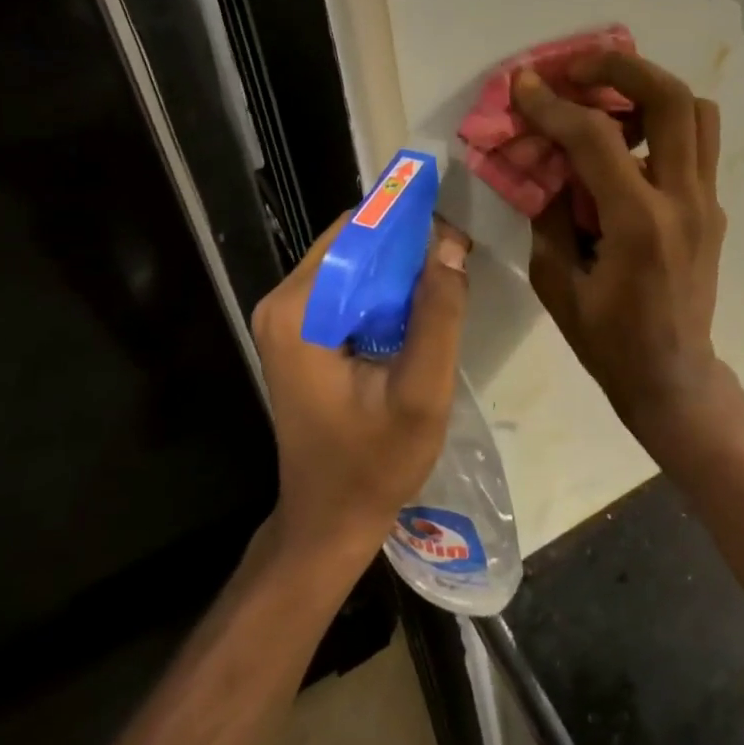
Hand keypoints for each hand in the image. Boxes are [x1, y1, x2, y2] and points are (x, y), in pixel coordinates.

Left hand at [250, 215, 471, 557]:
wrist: (329, 519)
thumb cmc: (374, 463)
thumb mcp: (421, 391)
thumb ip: (438, 315)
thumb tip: (451, 243)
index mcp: (300, 310)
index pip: (359, 233)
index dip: (411, 225)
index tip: (458, 238)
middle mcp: (284, 302)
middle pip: (354, 242)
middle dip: (409, 245)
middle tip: (460, 263)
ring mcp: (288, 318)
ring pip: (355, 263)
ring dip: (402, 268)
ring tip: (448, 285)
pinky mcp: (301, 332)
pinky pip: (350, 288)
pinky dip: (387, 290)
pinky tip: (420, 311)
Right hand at [515, 53, 727, 425]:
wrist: (673, 376)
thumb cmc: (608, 341)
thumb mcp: (557, 282)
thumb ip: (549, 214)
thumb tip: (544, 163)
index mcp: (640, 224)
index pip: (596, 138)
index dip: (554, 105)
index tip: (524, 85)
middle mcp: (683, 201)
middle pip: (671, 99)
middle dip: (621, 67)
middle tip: (578, 67)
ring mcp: (707, 202)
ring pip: (697, 112)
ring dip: (650, 90)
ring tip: (607, 97)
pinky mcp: (712, 208)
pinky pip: (696, 144)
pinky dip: (662, 125)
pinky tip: (626, 143)